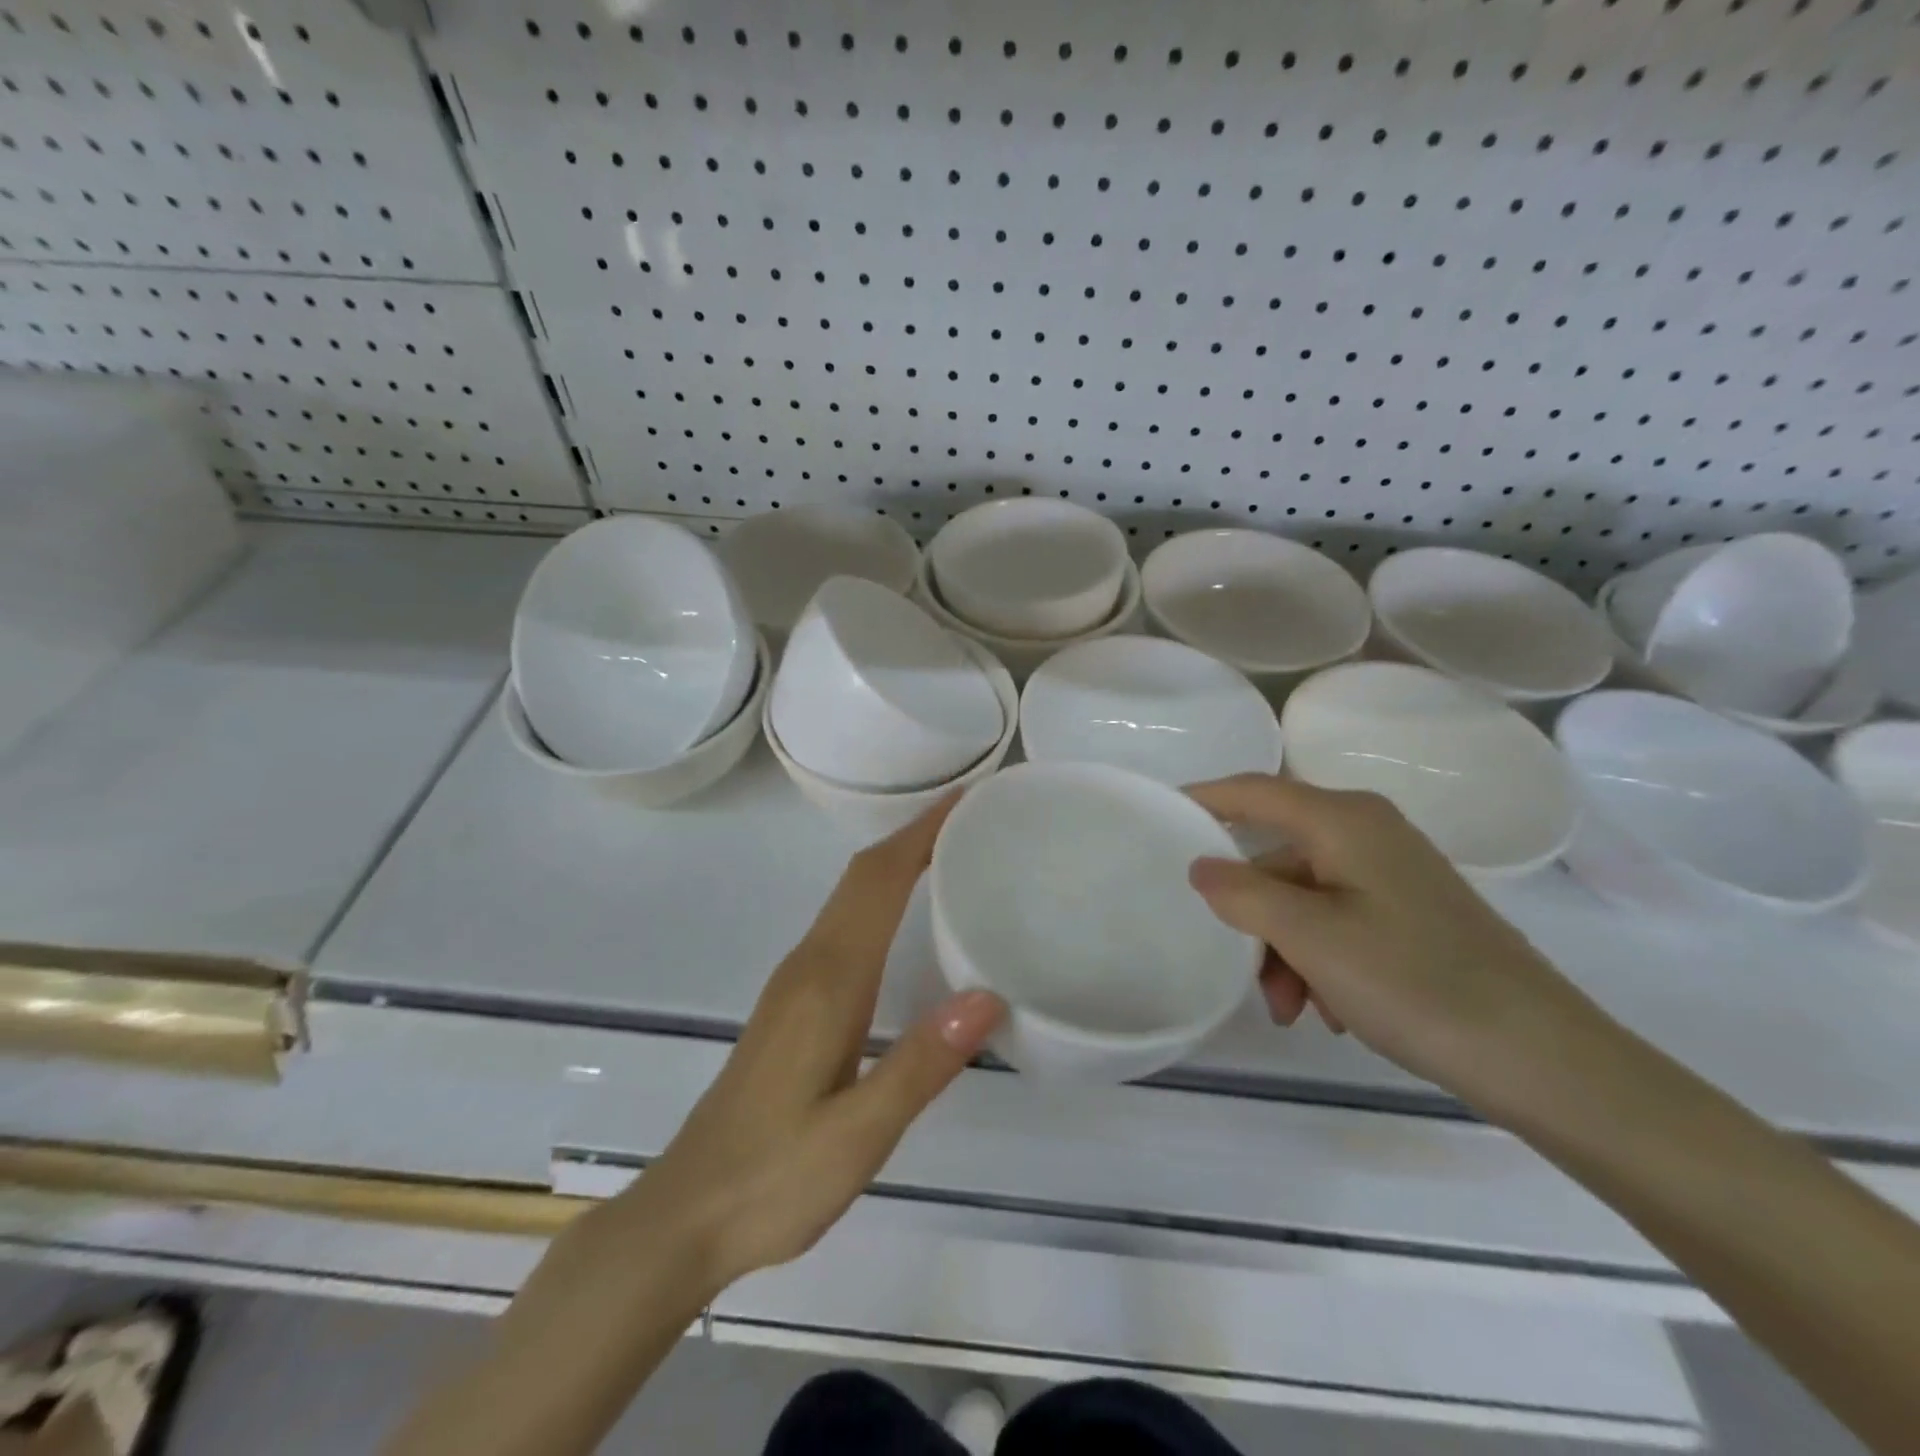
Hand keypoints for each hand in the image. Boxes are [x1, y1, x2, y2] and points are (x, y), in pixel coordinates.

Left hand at [634, 797, 1005, 1296]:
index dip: (919, 834)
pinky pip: (843, 925)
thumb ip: (921, 1065)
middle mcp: (808, 966)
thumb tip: (988, 996)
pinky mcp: (792, 1004)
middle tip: (972, 817)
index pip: (877, 882)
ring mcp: (794, 983)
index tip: (964, 798)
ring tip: (951, 853)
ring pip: (850, 898)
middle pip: (861, 877)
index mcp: (828, 981)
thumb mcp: (857, 1135)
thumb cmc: (773, 1178)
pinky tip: (906, 920)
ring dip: (896, 863)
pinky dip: (879, 898)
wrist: (684, 1216)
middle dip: (913, 836)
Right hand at [1185, 775, 1611, 1117]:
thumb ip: (1242, 894)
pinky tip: (1334, 1008)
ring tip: (1296, 1010)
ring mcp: (1396, 873)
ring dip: (1287, 949)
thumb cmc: (1414, 982)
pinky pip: (1341, 920)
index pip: (1255, 791)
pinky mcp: (1415, 911)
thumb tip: (1201, 866)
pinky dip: (1321, 958)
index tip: (1161, 813)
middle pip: (1280, 857)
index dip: (1205, 799)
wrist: (1543, 1058)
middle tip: (1246, 974)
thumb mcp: (1310, 937)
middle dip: (1254, 916)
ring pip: (1308, 897)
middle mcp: (1370, 833)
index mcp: (1344, 821)